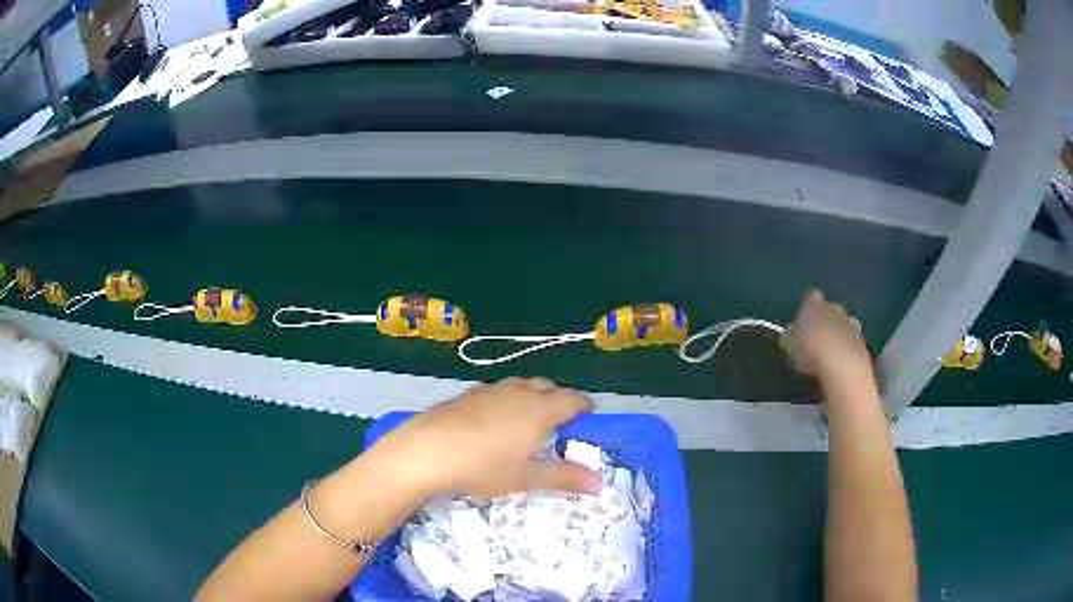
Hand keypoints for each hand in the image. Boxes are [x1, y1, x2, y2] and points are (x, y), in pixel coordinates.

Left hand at [368, 378, 600, 499]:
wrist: (426, 452)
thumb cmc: (484, 467)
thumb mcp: (526, 478)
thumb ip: (564, 478)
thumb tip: (599, 484)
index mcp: (538, 409)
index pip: (571, 399)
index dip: (583, 405)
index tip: (589, 415)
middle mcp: (516, 393)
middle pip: (546, 386)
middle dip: (557, 398)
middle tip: (559, 420)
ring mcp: (488, 391)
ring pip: (518, 386)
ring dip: (530, 396)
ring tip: (527, 419)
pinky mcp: (464, 395)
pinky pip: (495, 392)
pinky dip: (504, 400)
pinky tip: (492, 421)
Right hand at [785, 290, 872, 383]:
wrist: (842, 365)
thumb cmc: (810, 351)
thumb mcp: (789, 346)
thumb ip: (790, 337)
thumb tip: (790, 334)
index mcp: (814, 304)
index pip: (811, 297)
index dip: (807, 308)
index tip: (802, 323)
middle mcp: (835, 308)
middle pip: (830, 310)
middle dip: (825, 321)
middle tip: (816, 340)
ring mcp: (851, 323)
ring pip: (843, 324)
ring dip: (838, 335)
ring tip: (829, 354)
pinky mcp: (863, 340)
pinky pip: (852, 341)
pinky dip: (847, 349)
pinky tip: (840, 363)